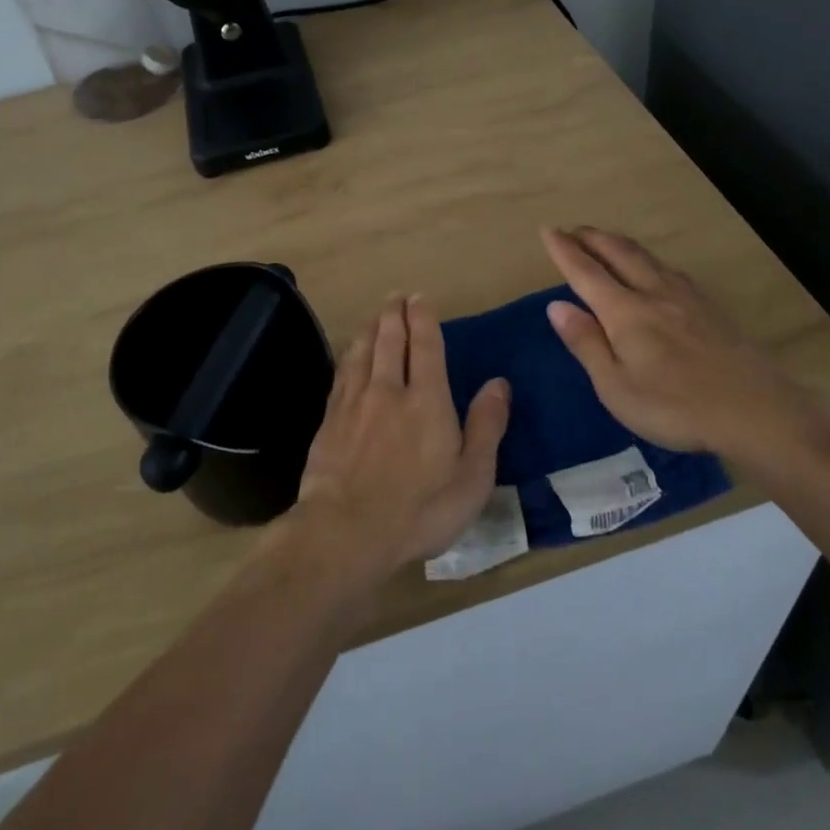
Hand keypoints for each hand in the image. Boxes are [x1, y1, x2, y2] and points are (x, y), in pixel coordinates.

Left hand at [282, 295, 510, 585]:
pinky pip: (342, 375)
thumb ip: (486, 426)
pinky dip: (349, 356)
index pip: (425, 345)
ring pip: (362, 352)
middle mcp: (388, 390)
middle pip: (389, 340)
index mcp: (427, 400)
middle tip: (396, 297)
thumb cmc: (420, 509)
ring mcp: (354, 403)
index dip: (423, 318)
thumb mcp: (471, 477)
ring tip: (375, 317)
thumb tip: (499, 383)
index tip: (420, 298)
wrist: (346, 531)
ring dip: (370, 329)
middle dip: (394, 314)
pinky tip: (349, 356)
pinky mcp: (330, 421)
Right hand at [540, 227, 829, 470]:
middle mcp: (654, 293)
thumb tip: (556, 305)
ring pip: (647, 257)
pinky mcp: (710, 307)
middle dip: (592, 238)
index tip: (548, 230)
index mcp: (626, 312)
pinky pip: (669, 269)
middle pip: (619, 253)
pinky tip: (654, 268)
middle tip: (572, 229)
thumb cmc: (675, 407)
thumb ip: (586, 343)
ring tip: (605, 240)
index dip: (565, 250)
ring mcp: (686, 297)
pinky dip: (648, 258)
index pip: (586, 272)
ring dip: (619, 243)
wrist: (755, 410)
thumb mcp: (616, 386)